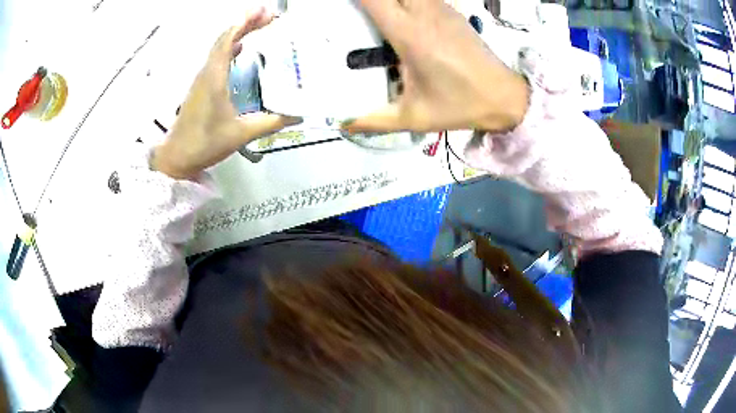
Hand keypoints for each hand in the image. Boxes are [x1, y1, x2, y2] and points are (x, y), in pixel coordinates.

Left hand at [153, 8, 300, 179]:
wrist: (176, 158)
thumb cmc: (204, 144)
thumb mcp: (240, 134)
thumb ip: (270, 122)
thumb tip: (298, 115)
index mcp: (214, 78)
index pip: (227, 40)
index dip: (245, 22)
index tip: (264, 12)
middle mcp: (207, 72)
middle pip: (225, 38)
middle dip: (246, 22)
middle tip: (269, 15)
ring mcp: (202, 79)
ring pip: (220, 46)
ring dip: (239, 32)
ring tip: (259, 24)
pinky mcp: (201, 87)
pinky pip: (216, 58)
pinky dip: (230, 46)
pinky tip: (240, 47)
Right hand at [344, 0, 529, 133]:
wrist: (504, 97)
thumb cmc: (459, 105)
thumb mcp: (413, 116)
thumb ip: (373, 120)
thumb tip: (342, 123)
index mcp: (410, 34)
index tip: (339, 6)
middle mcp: (425, 13)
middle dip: (373, 0)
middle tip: (358, 12)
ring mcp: (441, 8)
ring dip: (391, 0)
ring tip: (377, 15)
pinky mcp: (452, 11)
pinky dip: (407, 1)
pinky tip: (401, 15)